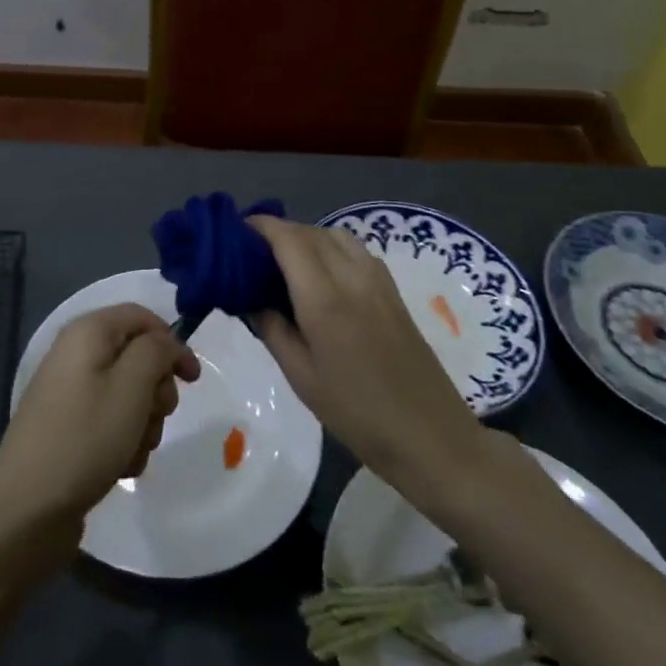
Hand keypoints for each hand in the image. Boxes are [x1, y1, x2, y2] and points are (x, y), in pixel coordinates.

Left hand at [0, 304, 200, 537]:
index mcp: (88, 332)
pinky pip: (110, 422)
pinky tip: (119, 466)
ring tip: (132, 450)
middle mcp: (76, 354)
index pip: (141, 317)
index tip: (192, 380)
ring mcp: (71, 392)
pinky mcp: (69, 427)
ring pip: (129, 395)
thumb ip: (156, 352)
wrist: (27, 506)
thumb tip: (165, 342)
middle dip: (156, 390)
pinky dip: (123, 442)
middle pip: (137, 357)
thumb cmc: (85, 437)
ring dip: (143, 423)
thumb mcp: (132, 387)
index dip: (172, 342)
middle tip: (155, 417)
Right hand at [248, 216, 490, 510]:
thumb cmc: (357, 414)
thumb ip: (271, 328)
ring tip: (284, 263)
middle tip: (251, 253)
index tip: (234, 233)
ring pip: (336, 235)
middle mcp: (353, 277)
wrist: (432, 438)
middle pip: (310, 232)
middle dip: (278, 232)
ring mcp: (379, 282)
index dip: (259, 227)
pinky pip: (356, 251)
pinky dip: (331, 248)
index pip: (288, 239)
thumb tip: (249, 298)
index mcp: (324, 298)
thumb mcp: (301, 376)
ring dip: (306, 237)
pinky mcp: (393, 292)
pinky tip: (321, 275)